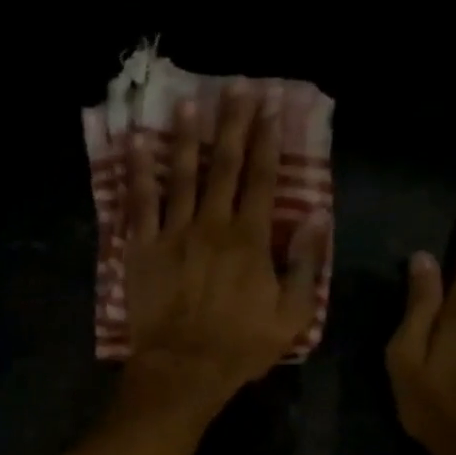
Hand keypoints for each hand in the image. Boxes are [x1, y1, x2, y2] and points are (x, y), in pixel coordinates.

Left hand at [117, 82, 328, 427]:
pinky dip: (138, 171)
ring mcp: (174, 233)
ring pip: (181, 175)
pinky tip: (136, 143)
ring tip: (188, 103)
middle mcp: (212, 224)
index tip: (270, 105)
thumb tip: (319, 217)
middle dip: (232, 123)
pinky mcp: (142, 248)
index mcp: (250, 238)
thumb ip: (306, 264)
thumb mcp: (292, 314)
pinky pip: (139, 203)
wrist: (184, 369)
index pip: (263, 177)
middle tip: (236, 86)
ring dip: (187, 137)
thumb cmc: (241, 346)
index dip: (267, 138)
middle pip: (225, 165)